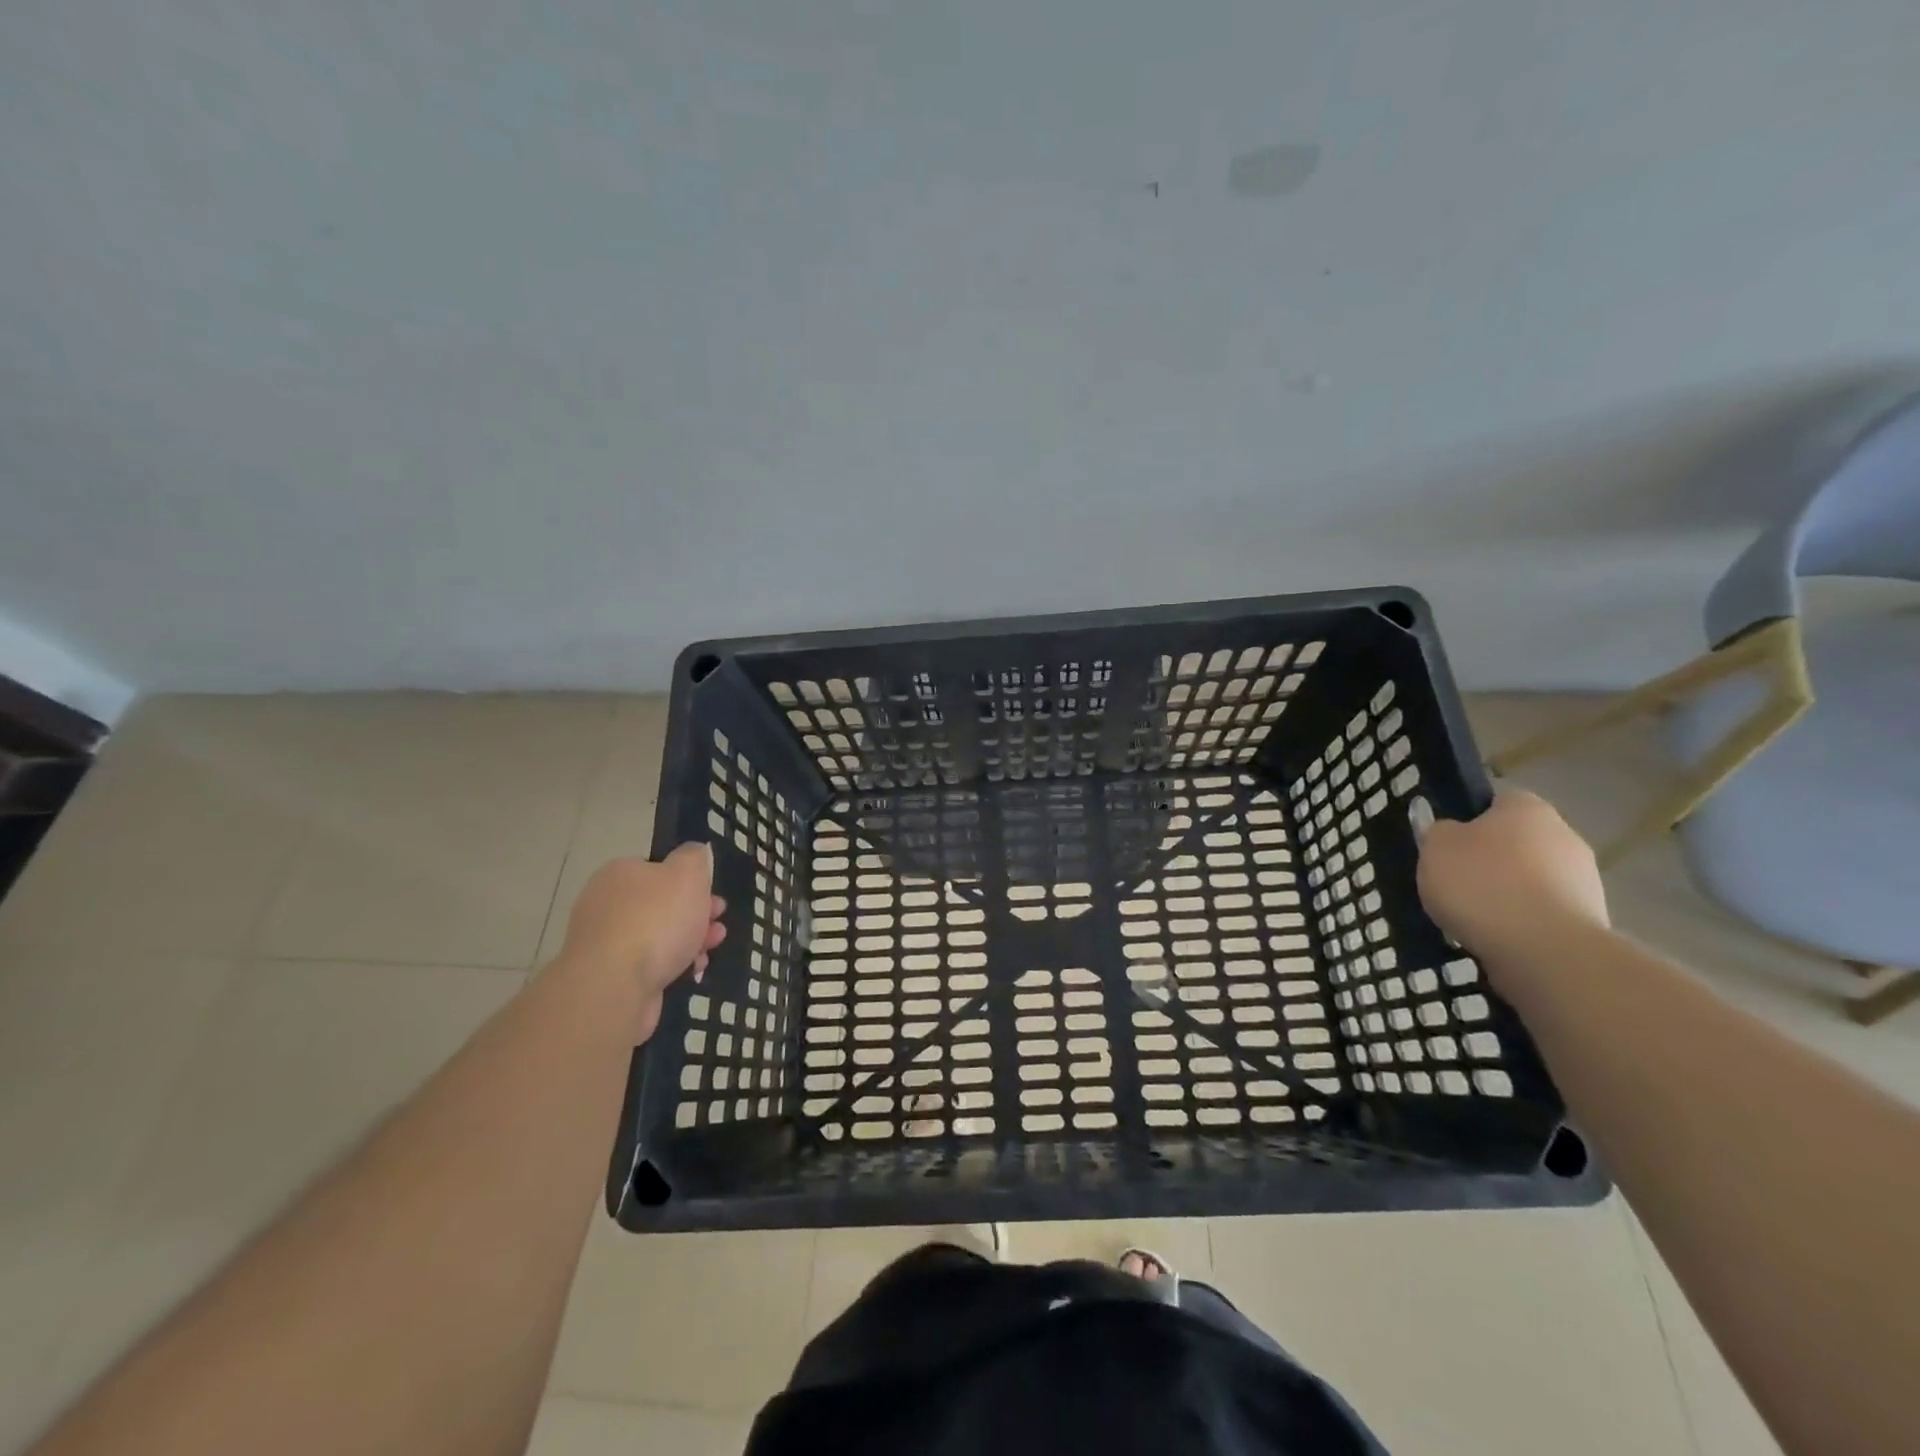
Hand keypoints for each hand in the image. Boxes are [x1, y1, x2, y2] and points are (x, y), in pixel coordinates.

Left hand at [560, 843, 725, 1039]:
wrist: (614, 987)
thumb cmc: (655, 920)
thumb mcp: (687, 873)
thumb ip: (694, 857)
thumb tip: (694, 853)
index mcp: (619, 873)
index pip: (656, 868)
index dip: (689, 879)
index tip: (712, 894)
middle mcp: (605, 904)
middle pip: (660, 903)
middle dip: (694, 912)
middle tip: (718, 920)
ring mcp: (605, 943)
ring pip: (657, 935)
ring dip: (689, 939)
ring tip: (712, 946)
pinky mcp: (610, 976)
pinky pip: (649, 963)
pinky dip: (673, 964)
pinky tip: (692, 970)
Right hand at [1416, 789, 1608, 963]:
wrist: (1546, 950)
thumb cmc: (1482, 884)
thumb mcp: (1435, 848)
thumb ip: (1438, 832)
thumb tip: (1450, 831)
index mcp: (1527, 808)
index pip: (1495, 801)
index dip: (1468, 819)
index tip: (1446, 845)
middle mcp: (1564, 834)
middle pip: (1516, 841)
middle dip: (1490, 859)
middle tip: (1456, 881)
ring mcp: (1584, 879)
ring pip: (1531, 878)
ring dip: (1508, 892)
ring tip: (1474, 917)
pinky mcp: (1590, 919)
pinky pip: (1543, 911)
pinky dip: (1523, 920)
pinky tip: (1499, 936)